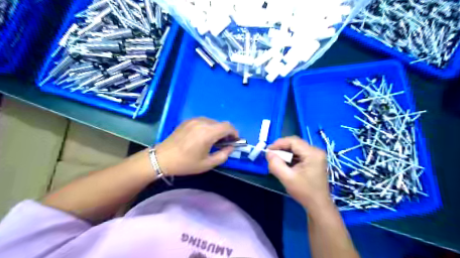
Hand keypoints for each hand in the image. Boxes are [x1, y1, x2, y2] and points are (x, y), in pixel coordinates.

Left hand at [157, 117, 238, 175]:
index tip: (234, 141)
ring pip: (212, 122)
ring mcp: (194, 120)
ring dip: (217, 130)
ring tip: (213, 141)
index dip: (234, 133)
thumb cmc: (186, 163)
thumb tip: (231, 147)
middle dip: (226, 132)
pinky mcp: (187, 121)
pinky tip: (202, 137)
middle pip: (221, 123)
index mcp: (208, 133)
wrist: (162, 158)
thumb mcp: (207, 164)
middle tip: (224, 143)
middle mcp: (202, 122)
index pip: (228, 127)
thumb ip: (223, 155)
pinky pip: (203, 121)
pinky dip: (208, 127)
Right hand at [267, 136, 330, 209]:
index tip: (268, 151)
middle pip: (295, 143)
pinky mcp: (314, 160)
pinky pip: (299, 153)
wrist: (318, 205)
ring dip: (285, 153)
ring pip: (296, 148)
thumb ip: (276, 164)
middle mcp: (316, 151)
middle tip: (271, 155)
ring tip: (276, 160)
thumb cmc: (304, 192)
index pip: (293, 141)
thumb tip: (268, 153)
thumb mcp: (287, 178)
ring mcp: (316, 155)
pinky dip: (290, 157)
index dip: (279, 143)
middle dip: (281, 148)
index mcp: (312, 153)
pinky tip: (284, 164)